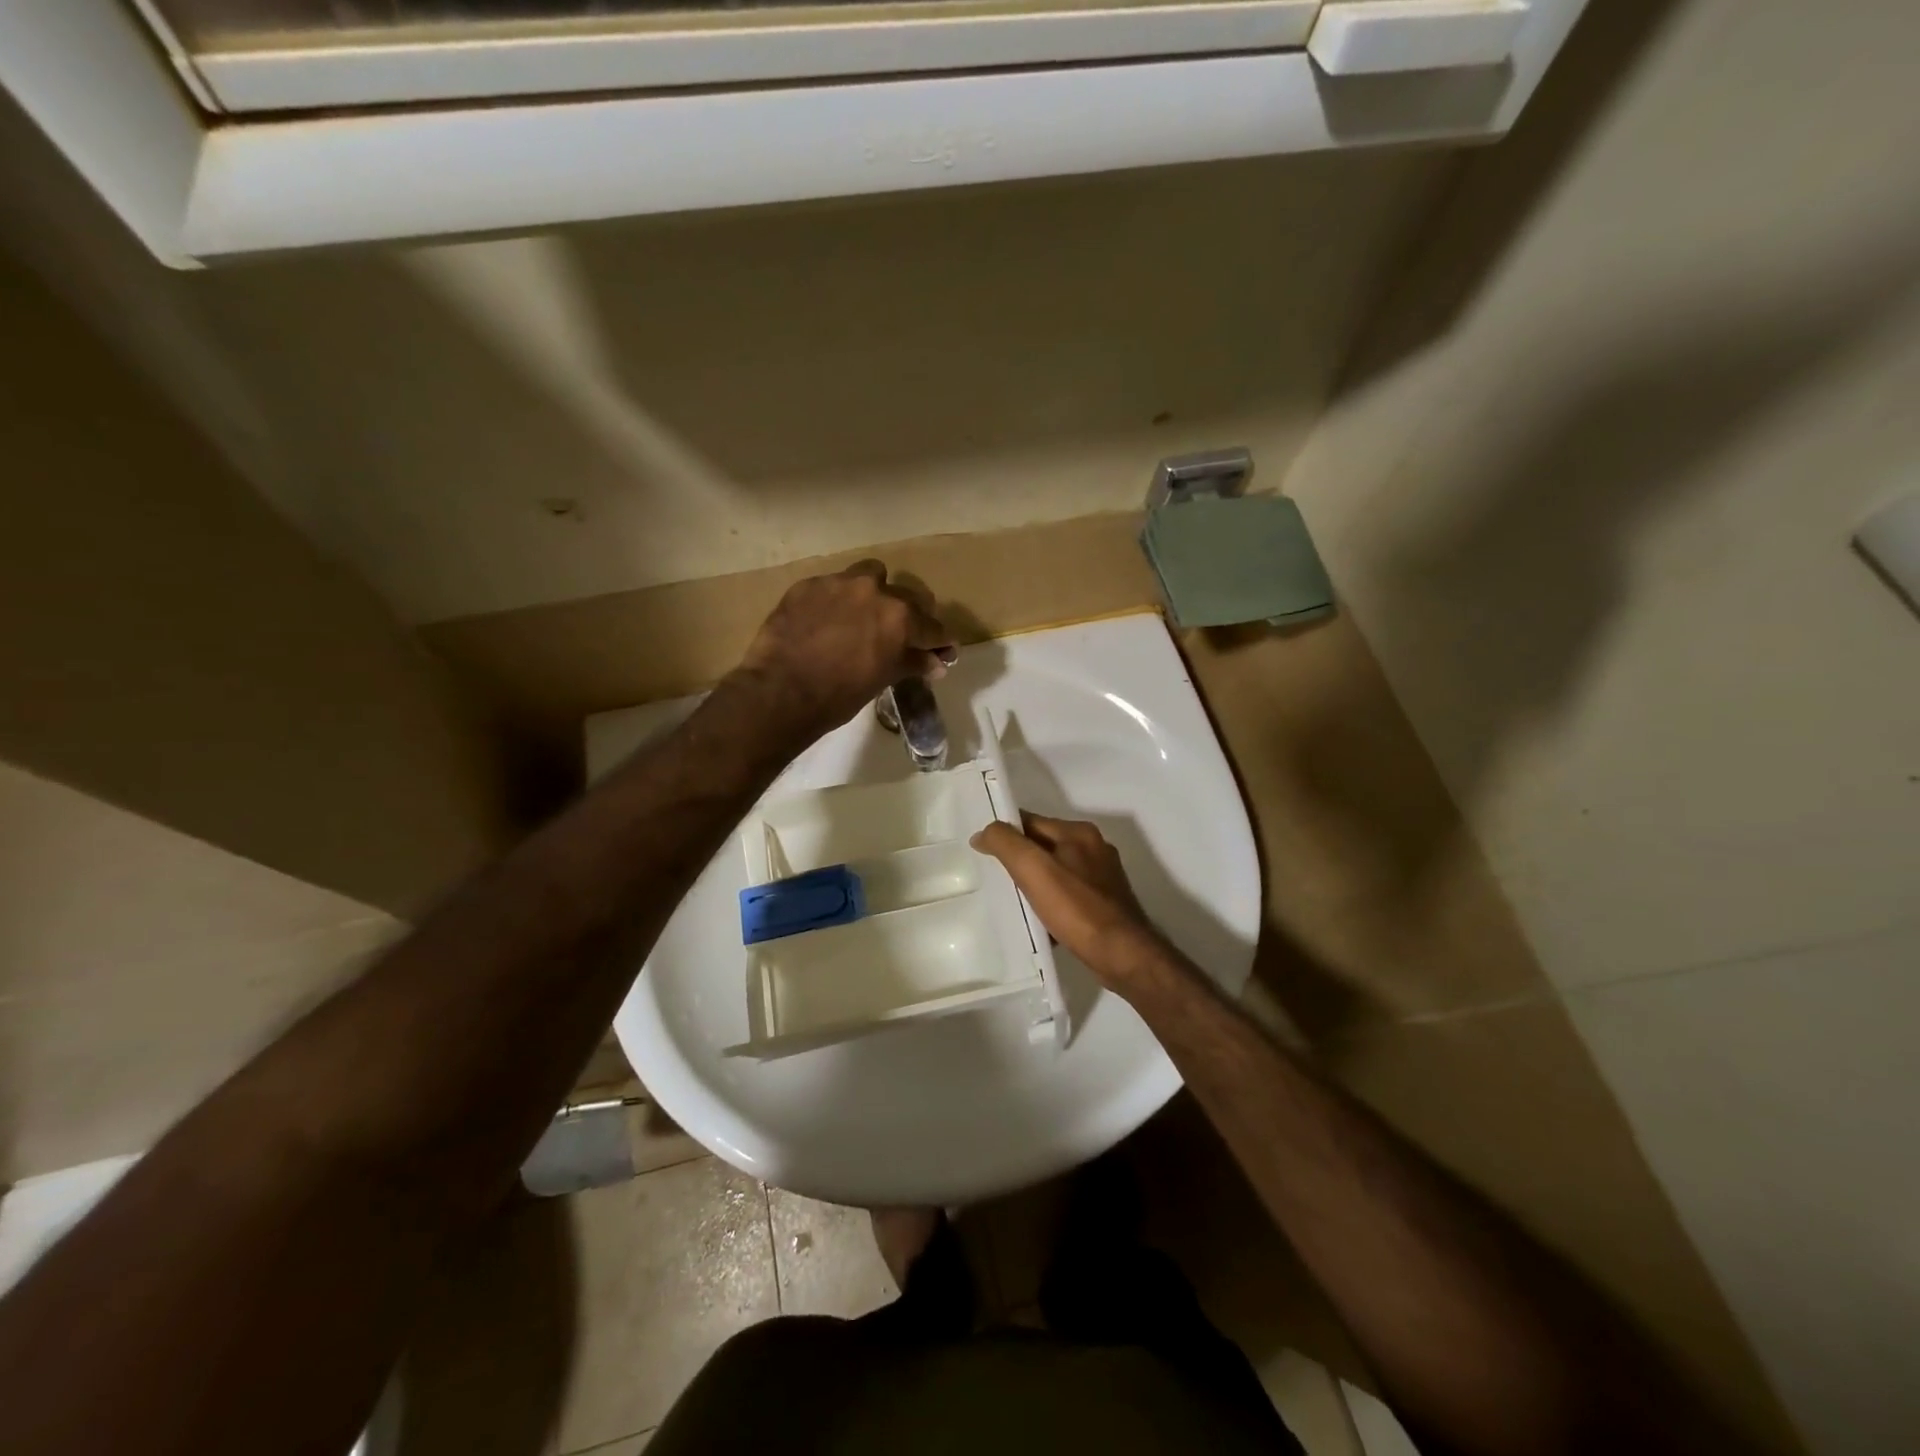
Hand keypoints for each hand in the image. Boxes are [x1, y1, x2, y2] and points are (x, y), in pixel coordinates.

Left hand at [733, 560, 952, 741]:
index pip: (933, 627)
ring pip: (870, 576)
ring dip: (873, 593)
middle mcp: (875, 590)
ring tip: (862, 616)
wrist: (781, 691)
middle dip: (908, 616)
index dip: (940, 641)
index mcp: (901, 617)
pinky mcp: (808, 584)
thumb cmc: (839, 695)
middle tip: (899, 635)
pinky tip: (825, 621)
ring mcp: (839, 583)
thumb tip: (936, 663)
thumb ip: (911, 663)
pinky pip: (833, 586)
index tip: (942, 649)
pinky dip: (837, 601)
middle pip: (906, 597)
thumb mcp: (882, 680)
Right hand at [971, 813, 1169, 986]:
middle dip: (1020, 859)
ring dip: (1036, 882)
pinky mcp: (1107, 903)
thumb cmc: (1077, 909)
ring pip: (1057, 871)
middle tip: (994, 878)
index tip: (983, 851)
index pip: (1031, 821)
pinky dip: (1053, 902)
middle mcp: (1094, 848)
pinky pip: (1070, 894)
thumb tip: (984, 832)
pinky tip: (1042, 921)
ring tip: (1014, 902)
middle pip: (1044, 845)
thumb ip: (1006, 844)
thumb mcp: (1034, 870)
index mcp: (1079, 833)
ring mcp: (1104, 877)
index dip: (1006, 833)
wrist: (1123, 955)